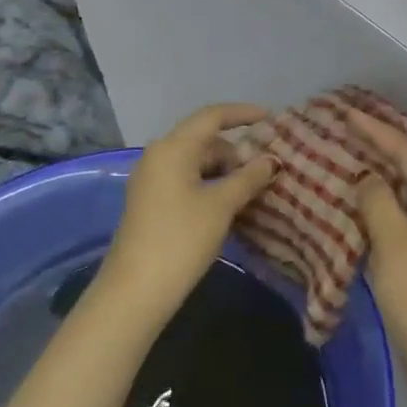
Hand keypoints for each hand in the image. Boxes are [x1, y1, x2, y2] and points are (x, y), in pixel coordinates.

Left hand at [99, 104, 276, 328]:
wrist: (135, 292)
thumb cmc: (181, 239)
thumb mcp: (222, 205)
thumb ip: (249, 177)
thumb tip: (272, 160)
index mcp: (173, 148)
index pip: (212, 116)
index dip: (242, 113)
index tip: (270, 118)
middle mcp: (159, 155)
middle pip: (204, 138)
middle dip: (236, 149)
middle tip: (265, 166)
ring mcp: (152, 179)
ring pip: (195, 160)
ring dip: (224, 169)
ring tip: (252, 188)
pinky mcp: (151, 201)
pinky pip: (186, 178)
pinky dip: (210, 183)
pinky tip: (229, 203)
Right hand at [344, 108, 406, 406]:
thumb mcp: (395, 245)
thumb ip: (377, 203)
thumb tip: (366, 178)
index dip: (376, 132)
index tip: (346, 114)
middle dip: (377, 150)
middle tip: (341, 132)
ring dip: (377, 179)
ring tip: (344, 158)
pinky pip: (405, 217)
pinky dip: (382, 207)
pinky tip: (358, 202)